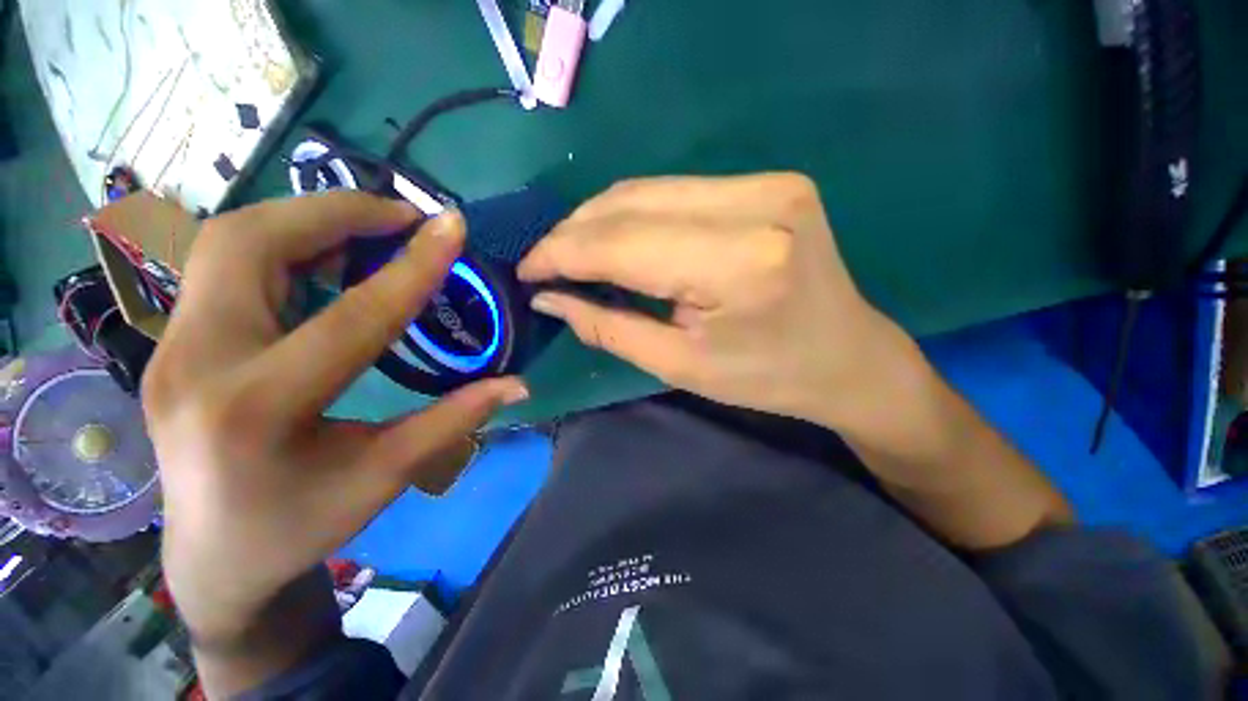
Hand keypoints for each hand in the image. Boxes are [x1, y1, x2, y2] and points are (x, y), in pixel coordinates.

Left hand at [143, 193, 526, 649]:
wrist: (212, 557)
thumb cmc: (290, 531)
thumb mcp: (369, 487)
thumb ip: (439, 429)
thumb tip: (511, 384)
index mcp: (254, 417)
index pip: (342, 323)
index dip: (406, 272)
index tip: (452, 227)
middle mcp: (197, 365)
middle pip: (260, 243)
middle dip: (334, 214)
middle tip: (390, 221)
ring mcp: (168, 348)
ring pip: (229, 237)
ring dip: (295, 222)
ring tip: (345, 240)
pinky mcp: (163, 341)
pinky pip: (214, 264)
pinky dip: (265, 246)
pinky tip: (295, 269)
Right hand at [518, 173, 909, 427]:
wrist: (850, 355)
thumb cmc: (773, 378)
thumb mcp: (684, 366)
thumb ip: (607, 325)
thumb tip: (546, 294)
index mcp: (739, 263)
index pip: (623, 242)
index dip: (563, 251)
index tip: (524, 270)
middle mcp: (758, 204)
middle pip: (635, 200)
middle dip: (578, 230)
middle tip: (545, 262)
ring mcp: (770, 182)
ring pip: (654, 186)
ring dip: (604, 215)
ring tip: (575, 249)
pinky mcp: (774, 178)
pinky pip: (682, 187)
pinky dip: (642, 209)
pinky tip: (623, 235)